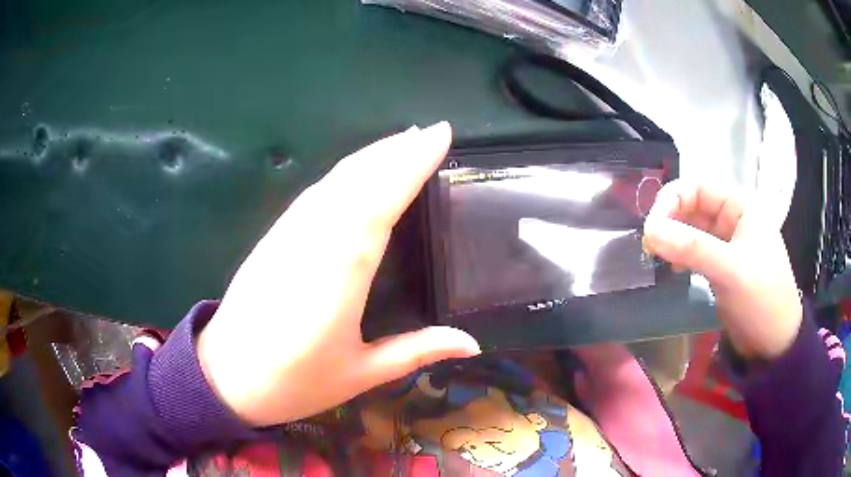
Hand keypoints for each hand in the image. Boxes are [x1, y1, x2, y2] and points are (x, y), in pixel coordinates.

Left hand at [197, 123, 480, 426]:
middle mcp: (311, 242)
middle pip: (356, 181)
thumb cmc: (293, 383)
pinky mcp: (272, 237)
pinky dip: (342, 174)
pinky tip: (356, 171)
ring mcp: (286, 235)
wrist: (224, 378)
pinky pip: (313, 195)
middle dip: (394, 152)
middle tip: (430, 132)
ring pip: (332, 182)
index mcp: (338, 275)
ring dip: (369, 157)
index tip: (439, 137)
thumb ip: (417, 351)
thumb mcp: (360, 373)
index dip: (409, 165)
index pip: (379, 202)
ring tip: (402, 141)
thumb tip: (473, 343)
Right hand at [642, 180, 801, 359]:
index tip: (651, 227)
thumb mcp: (730, 270)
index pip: (698, 187)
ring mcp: (726, 243)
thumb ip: (691, 248)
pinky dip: (680, 256)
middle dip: (670, 221)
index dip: (672, 200)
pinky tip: (671, 269)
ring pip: (691, 230)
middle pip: (692, 206)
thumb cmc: (762, 298)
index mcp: (740, 205)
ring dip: (672, 240)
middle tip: (649, 246)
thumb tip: (650, 230)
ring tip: (657, 258)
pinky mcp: (720, 265)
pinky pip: (694, 251)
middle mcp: (732, 218)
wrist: (774, 342)